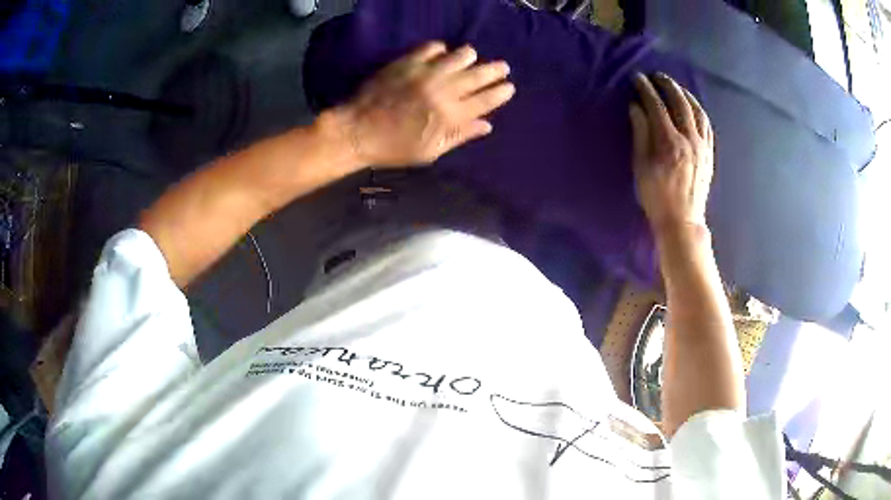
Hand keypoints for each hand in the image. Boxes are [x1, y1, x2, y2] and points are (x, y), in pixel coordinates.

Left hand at [329, 41, 514, 167]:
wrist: (356, 132)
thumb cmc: (393, 148)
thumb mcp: (430, 152)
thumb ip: (460, 136)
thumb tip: (487, 125)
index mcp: (451, 117)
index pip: (486, 101)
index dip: (501, 92)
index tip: (509, 87)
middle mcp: (443, 91)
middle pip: (479, 75)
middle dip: (495, 70)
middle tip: (503, 67)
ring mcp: (425, 73)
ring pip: (460, 56)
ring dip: (470, 57)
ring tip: (473, 58)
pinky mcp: (407, 62)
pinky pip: (432, 47)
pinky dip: (441, 49)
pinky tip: (442, 54)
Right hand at [629, 73, 713, 237]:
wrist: (682, 220)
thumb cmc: (656, 196)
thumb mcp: (641, 166)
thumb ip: (640, 133)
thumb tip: (636, 107)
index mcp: (668, 142)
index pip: (656, 106)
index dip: (646, 89)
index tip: (637, 78)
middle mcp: (688, 139)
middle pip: (679, 102)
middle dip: (667, 85)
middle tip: (656, 76)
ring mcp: (702, 146)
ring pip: (697, 110)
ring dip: (685, 94)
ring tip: (675, 87)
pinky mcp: (708, 153)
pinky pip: (707, 125)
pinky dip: (698, 110)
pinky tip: (692, 106)